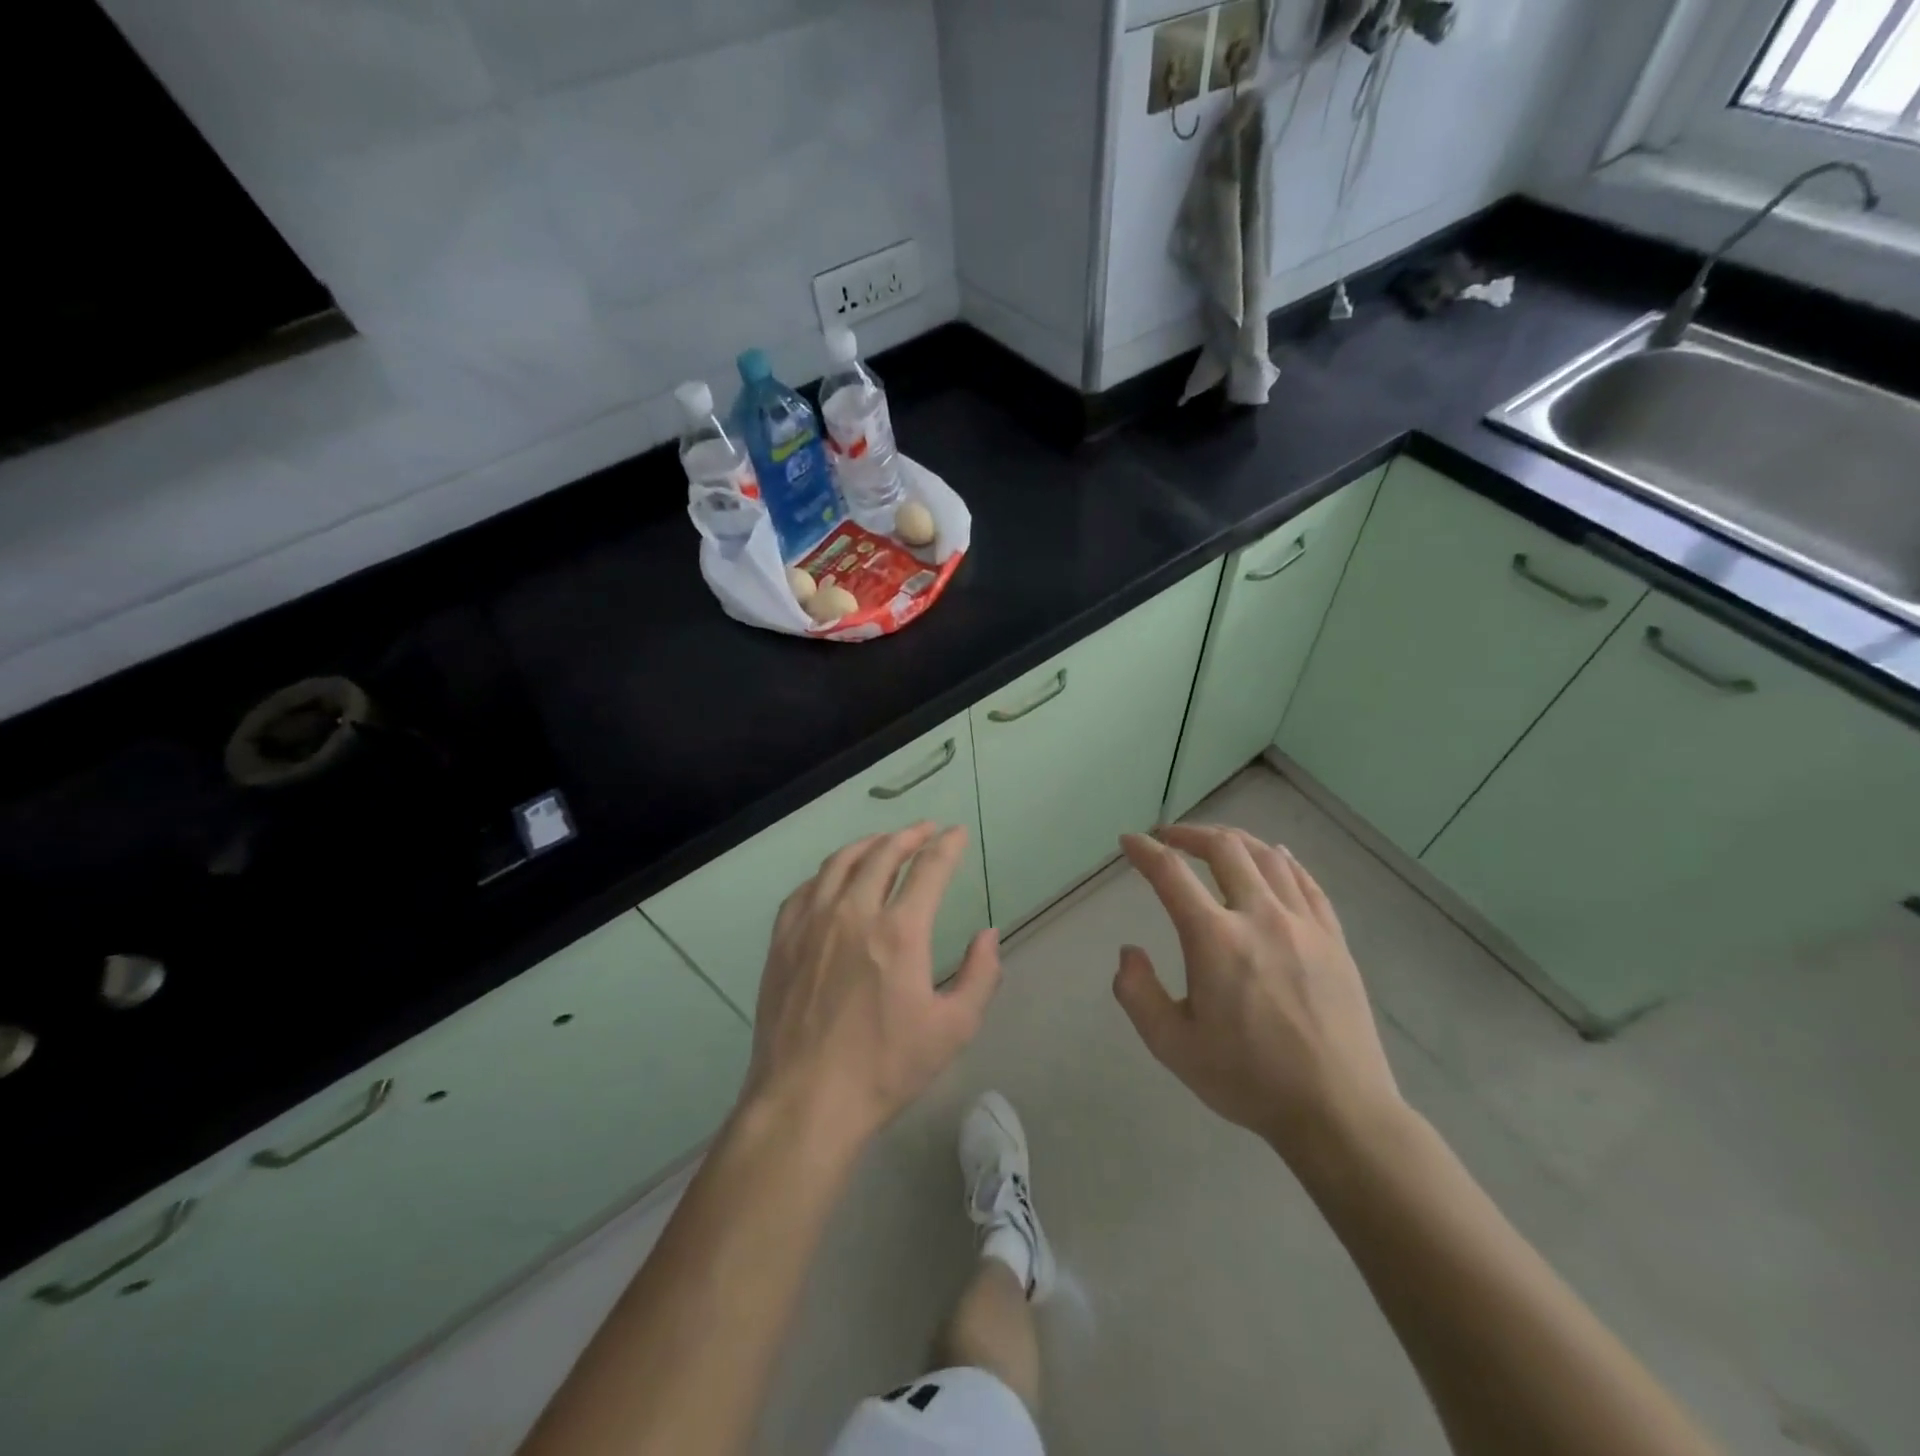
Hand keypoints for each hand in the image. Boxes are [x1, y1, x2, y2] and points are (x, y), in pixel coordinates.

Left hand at [743, 823, 1001, 1150]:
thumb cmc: (884, 1068)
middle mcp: (853, 912)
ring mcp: (812, 923)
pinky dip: (828, 872)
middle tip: (924, 830)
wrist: (805, 1101)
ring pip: (841, 862)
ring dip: (868, 844)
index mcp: (899, 931)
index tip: (956, 833)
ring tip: (884, 842)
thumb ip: (980, 975)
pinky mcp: (783, 940)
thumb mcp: (952, 1029)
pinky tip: (834, 878)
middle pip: (883, 853)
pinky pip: (806, 888)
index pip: (929, 868)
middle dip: (909, 835)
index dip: (947, 845)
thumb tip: (988, 934)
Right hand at [1112, 825, 1401, 1169]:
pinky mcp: (1333, 939)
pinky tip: (1275, 856)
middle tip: (1168, 838)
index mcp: (1215, 939)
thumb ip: (1137, 993)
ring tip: (1215, 842)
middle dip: (1189, 834)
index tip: (1128, 842)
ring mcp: (1303, 924)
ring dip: (1234, 840)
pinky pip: (1306, 882)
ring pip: (1267, 856)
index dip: (1144, 851)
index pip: (1171, 874)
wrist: (1338, 1112)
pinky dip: (1283, 860)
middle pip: (1224, 848)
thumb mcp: (1172, 1046)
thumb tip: (1128, 952)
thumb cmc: (1248, 1079)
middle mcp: (1260, 916)